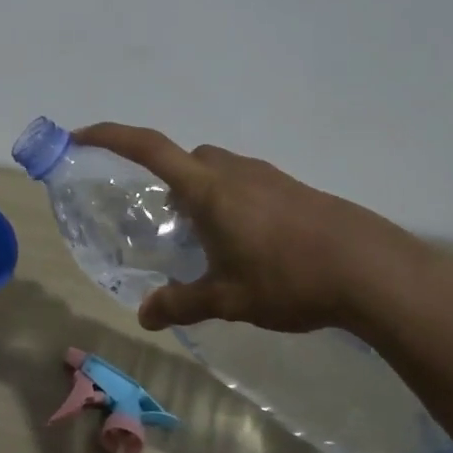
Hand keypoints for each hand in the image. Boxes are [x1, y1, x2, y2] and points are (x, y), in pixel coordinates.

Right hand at [73, 124, 413, 335]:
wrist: (372, 270)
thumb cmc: (288, 277)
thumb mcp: (227, 299)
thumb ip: (181, 304)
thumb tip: (143, 317)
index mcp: (207, 188)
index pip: (147, 148)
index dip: (109, 136)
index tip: (80, 136)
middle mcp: (232, 171)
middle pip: (185, 159)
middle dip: (165, 179)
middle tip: (162, 221)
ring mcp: (267, 176)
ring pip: (217, 171)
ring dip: (201, 193)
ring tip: (206, 240)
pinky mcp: (293, 189)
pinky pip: (245, 184)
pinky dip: (231, 203)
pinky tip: (247, 245)